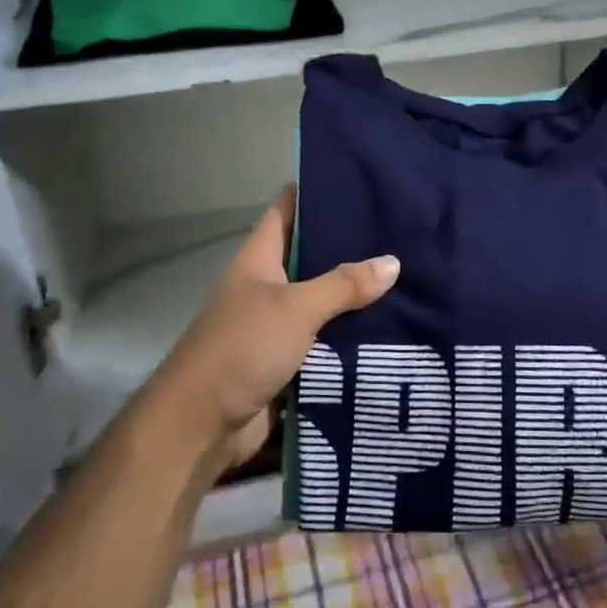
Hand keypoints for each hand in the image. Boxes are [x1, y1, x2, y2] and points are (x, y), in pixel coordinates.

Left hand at [153, 185, 399, 465]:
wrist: (201, 426)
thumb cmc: (241, 348)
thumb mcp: (295, 308)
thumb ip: (343, 285)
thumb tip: (393, 262)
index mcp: (259, 259)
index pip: (287, 209)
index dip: (317, 191)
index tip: (360, 181)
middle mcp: (266, 285)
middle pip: (311, 255)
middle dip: (349, 245)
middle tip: (399, 232)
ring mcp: (275, 324)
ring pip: (321, 299)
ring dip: (353, 294)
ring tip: (405, 275)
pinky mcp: (285, 359)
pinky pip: (323, 338)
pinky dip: (348, 334)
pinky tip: (388, 326)